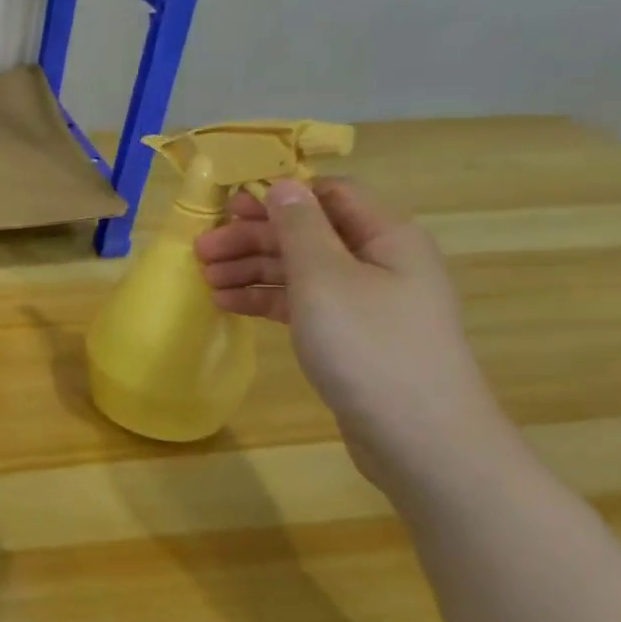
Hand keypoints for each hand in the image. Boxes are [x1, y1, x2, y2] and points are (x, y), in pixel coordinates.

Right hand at [193, 178, 506, 482]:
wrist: (419, 438)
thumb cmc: (369, 346)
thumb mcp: (324, 278)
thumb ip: (299, 227)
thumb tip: (281, 183)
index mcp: (385, 236)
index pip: (329, 195)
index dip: (278, 195)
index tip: (228, 207)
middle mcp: (378, 262)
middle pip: (307, 234)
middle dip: (253, 237)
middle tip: (201, 250)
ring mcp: (365, 302)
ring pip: (300, 270)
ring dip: (252, 268)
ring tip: (205, 279)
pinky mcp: (350, 336)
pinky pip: (301, 303)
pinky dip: (265, 299)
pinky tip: (229, 304)